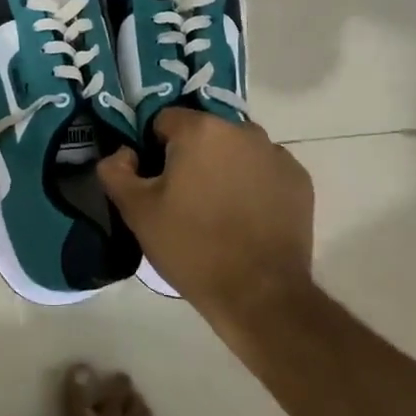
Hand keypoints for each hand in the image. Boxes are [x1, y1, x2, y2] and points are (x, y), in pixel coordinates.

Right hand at [96, 109, 314, 326]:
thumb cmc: (192, 246)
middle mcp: (242, 130)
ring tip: (217, 210)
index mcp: (201, 130)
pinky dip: (253, 184)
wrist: (259, 294)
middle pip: (203, 133)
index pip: (164, 121)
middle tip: (184, 198)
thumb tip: (123, 153)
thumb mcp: (137, 211)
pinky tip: (247, 217)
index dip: (154, 149)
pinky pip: (264, 170)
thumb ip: (116, 171)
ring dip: (223, 167)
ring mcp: (276, 154)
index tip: (155, 182)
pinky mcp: (299, 180)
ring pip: (236, 150)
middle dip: (191, 157)